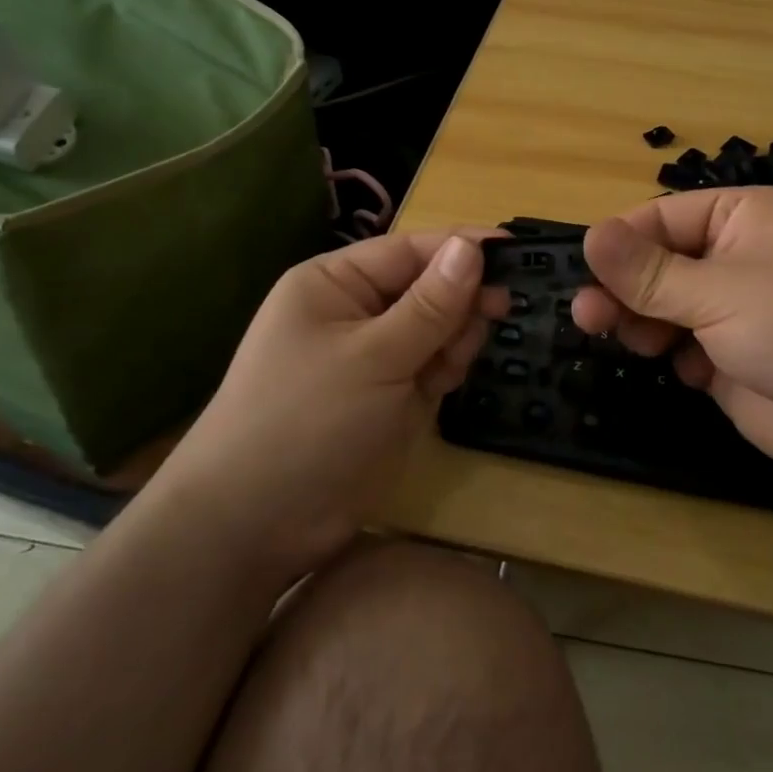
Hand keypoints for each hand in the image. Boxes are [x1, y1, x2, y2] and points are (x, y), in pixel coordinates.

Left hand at [162, 231, 504, 575]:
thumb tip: (472, 246)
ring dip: (454, 340)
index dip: (462, 247)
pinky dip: (445, 370)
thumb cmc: (308, 422)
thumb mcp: (374, 357)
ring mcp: (372, 357)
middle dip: (460, 302)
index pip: (410, 250)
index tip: (517, 250)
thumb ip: (430, 305)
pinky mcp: (387, 396)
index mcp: (335, 284)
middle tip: (498, 314)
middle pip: (428, 287)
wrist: (256, 525)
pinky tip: (442, 385)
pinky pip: (431, 366)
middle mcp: (354, 312)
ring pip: (437, 329)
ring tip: (447, 369)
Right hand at [573, 187, 772, 485]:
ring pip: (665, 310)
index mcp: (739, 218)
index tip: (585, 273)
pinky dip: (677, 359)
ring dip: (643, 324)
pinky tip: (690, 371)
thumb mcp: (722, 290)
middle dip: (625, 290)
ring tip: (634, 342)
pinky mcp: (735, 361)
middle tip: (588, 318)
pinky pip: (685, 350)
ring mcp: (736, 313)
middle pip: (657, 266)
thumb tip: (589, 235)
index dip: (620, 245)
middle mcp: (735, 259)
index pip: (660, 219)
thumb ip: (650, 272)